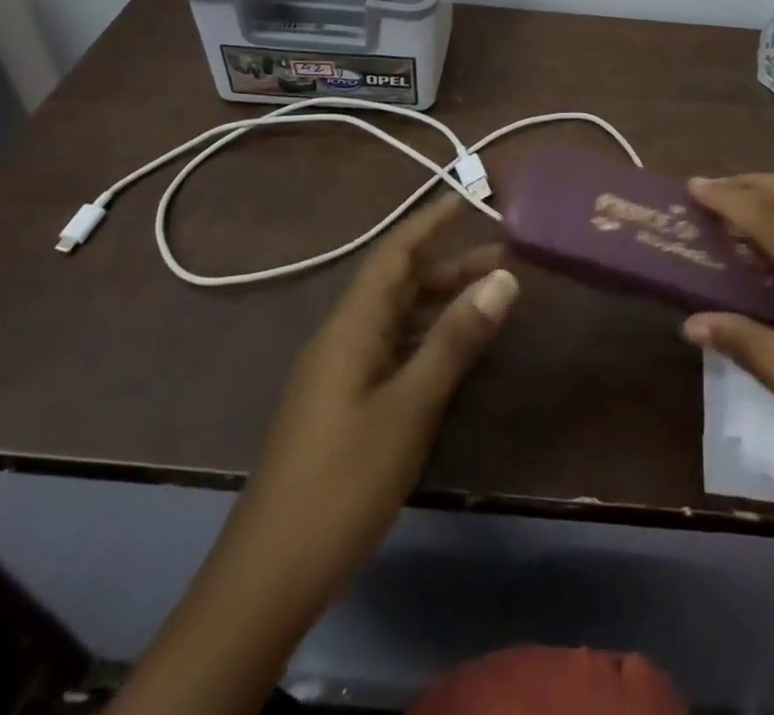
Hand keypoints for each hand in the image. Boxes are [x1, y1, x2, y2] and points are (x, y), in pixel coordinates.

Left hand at [244, 198, 517, 581]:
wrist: (269, 577)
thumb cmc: (342, 481)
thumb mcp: (409, 407)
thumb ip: (455, 341)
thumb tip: (504, 278)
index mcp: (349, 328)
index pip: (393, 255)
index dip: (429, 222)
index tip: (466, 198)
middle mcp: (341, 340)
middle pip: (398, 285)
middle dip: (448, 265)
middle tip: (504, 257)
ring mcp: (339, 376)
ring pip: (396, 321)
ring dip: (440, 304)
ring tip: (491, 299)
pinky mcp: (342, 408)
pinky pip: (392, 353)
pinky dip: (427, 341)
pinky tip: (455, 355)